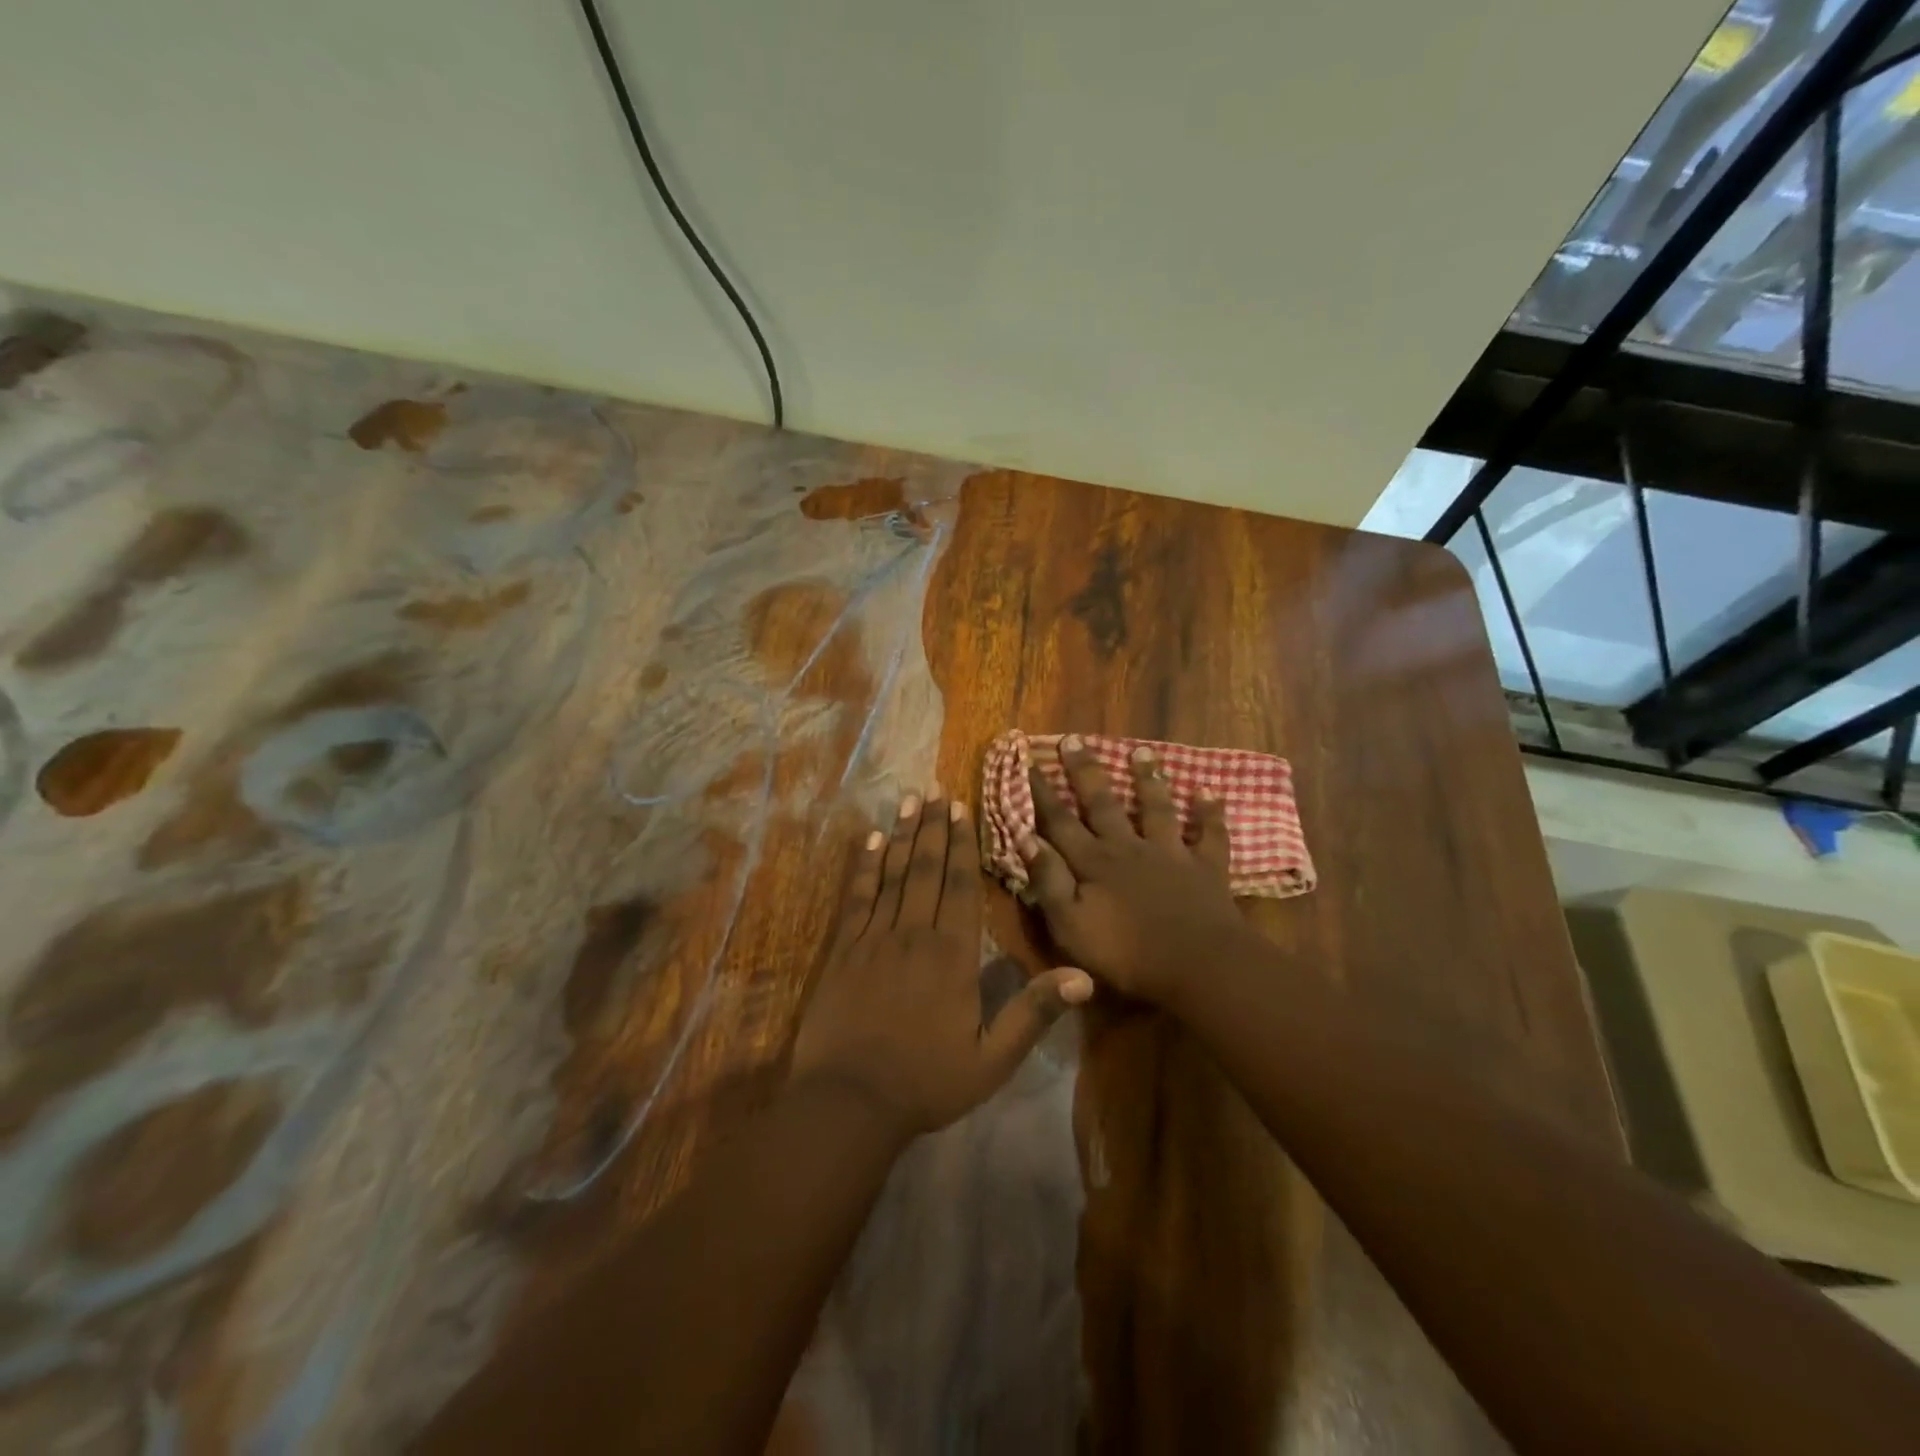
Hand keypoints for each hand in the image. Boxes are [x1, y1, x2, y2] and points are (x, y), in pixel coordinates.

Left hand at [791, 794, 1094, 1136]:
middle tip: (934, 790)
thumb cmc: (926, 1082)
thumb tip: (1084, 976)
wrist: (850, 1102)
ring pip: (891, 874)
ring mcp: (874, 938)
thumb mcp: (992, 1059)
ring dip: (900, 834)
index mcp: (952, 955)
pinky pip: (856, 898)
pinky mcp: (844, 950)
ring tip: (907, 799)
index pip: (960, 886)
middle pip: (925, 869)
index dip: (961, 845)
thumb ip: (1034, 1012)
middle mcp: (914, 934)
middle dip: (932, 827)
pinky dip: (863, 867)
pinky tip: (868, 841)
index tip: (961, 809)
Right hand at [1019, 738, 1250, 1006]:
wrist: (1198, 965)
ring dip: (1148, 779)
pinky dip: (1209, 814)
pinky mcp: (1205, 868)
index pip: (1059, 822)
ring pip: (1156, 808)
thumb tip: (1026, 839)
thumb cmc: (1127, 954)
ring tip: (1142, 752)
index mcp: (1094, 863)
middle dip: (1085, 772)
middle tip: (1073, 740)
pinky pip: (1209, 835)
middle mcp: (1128, 848)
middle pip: (1103, 803)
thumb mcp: (1071, 926)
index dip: (1042, 794)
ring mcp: (1170, 854)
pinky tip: (1209, 793)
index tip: (1028, 763)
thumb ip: (1049, 882)